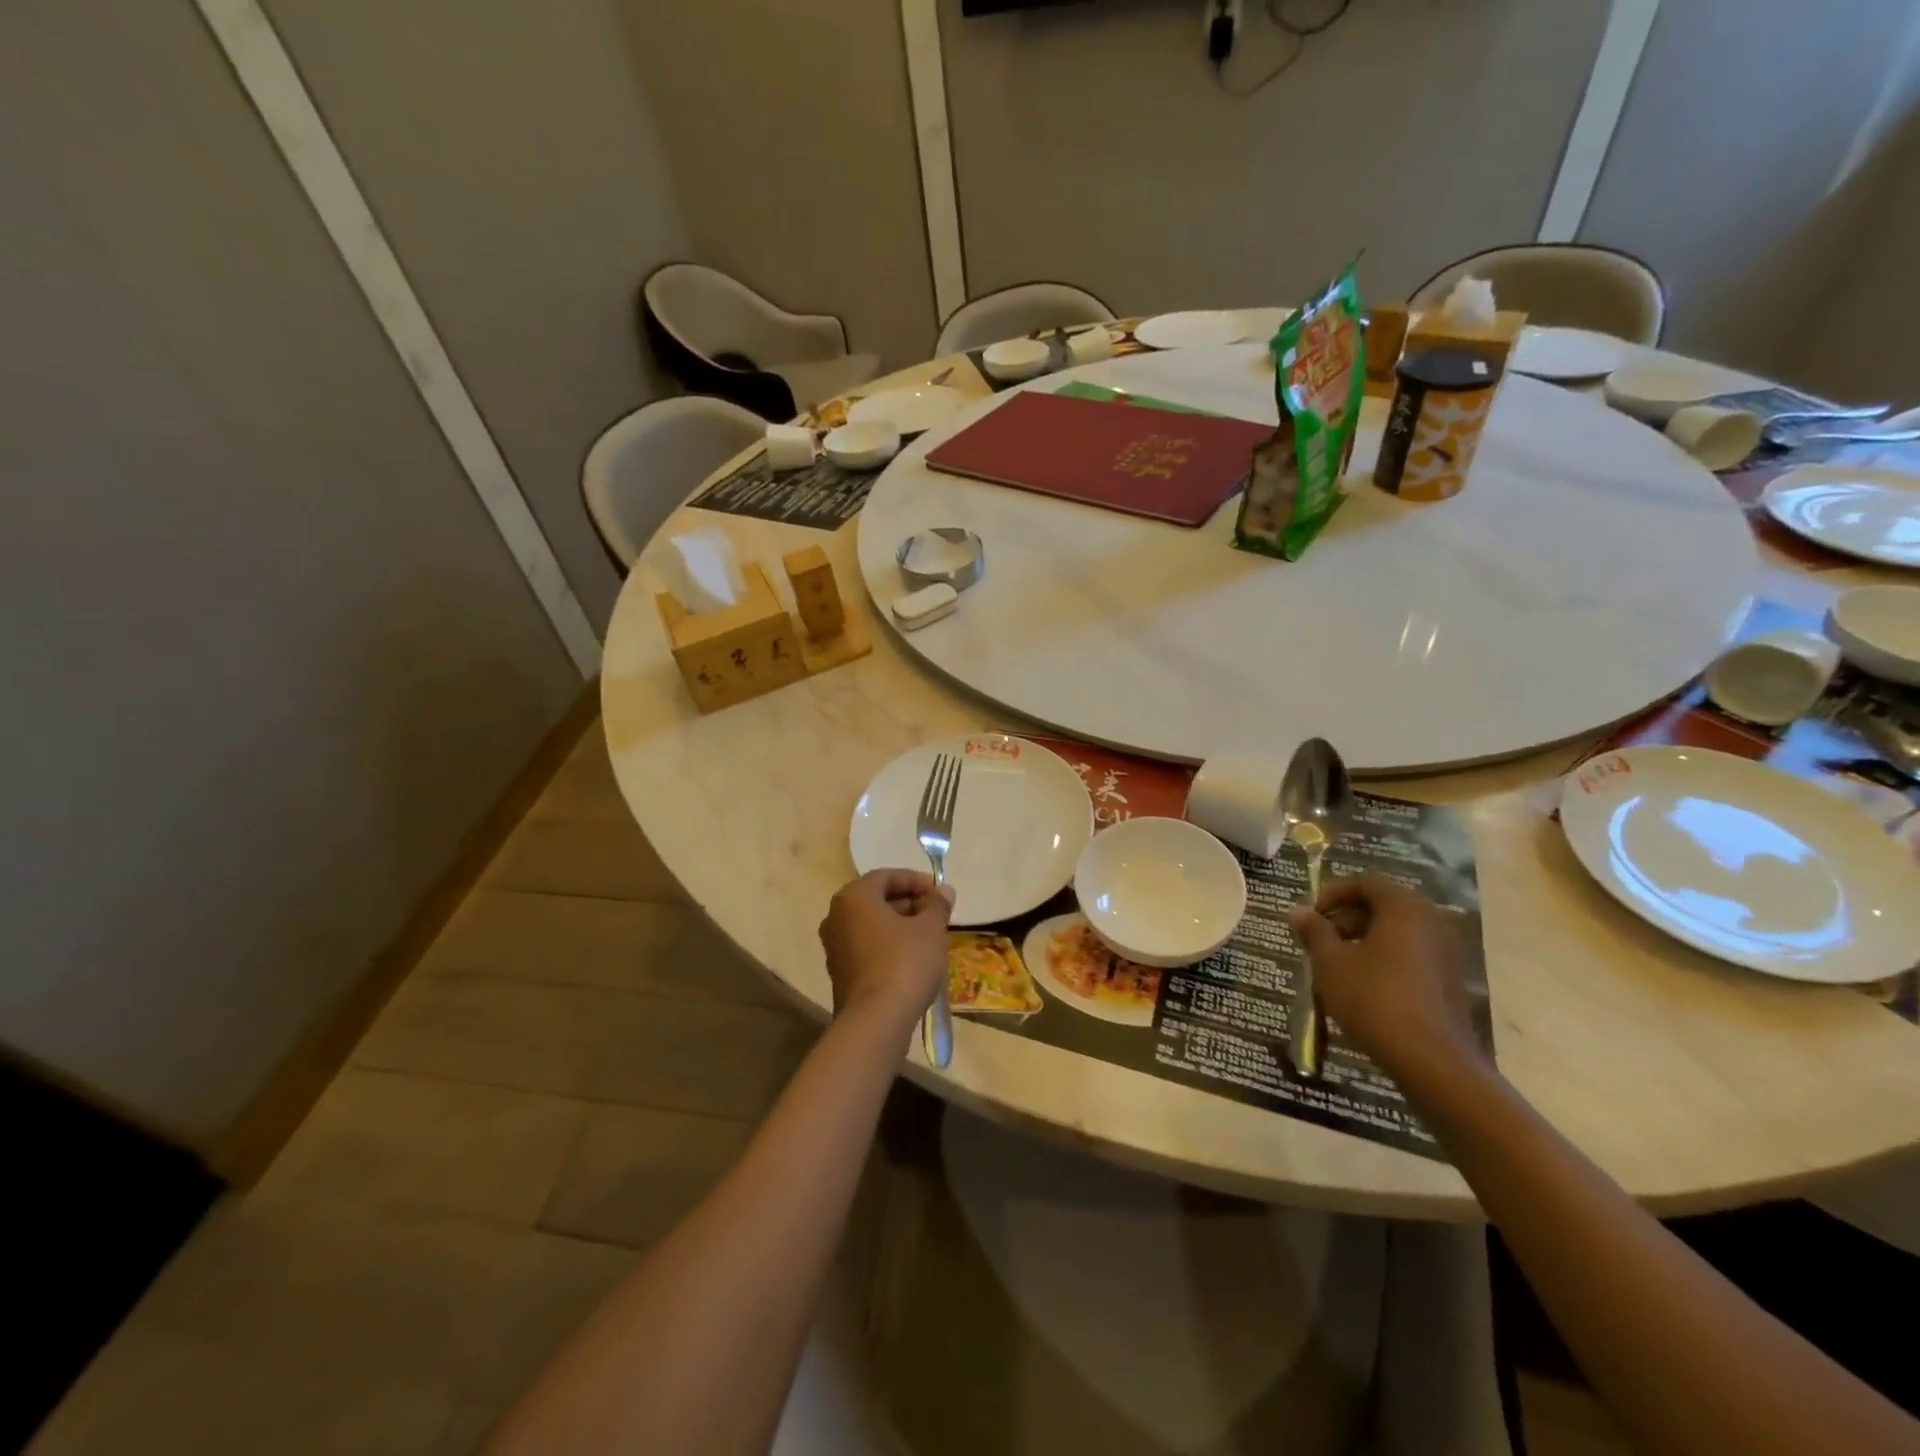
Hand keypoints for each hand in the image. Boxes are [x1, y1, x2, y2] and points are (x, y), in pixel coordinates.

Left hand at [819, 870, 954, 1032]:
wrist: (876, 1021)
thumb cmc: (904, 962)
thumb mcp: (930, 929)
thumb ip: (937, 904)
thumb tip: (944, 891)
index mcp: (854, 897)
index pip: (887, 876)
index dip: (916, 881)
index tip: (940, 893)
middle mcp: (836, 916)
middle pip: (877, 900)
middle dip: (909, 903)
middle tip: (936, 915)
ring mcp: (834, 946)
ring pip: (872, 925)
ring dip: (900, 926)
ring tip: (929, 937)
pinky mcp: (839, 973)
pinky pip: (867, 947)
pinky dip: (888, 946)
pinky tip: (912, 959)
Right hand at [1290, 873, 1488, 1088]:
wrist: (1432, 1061)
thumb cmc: (1374, 1000)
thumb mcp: (1331, 963)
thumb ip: (1314, 932)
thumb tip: (1299, 911)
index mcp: (1404, 908)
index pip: (1366, 882)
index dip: (1333, 894)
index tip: (1312, 918)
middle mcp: (1432, 922)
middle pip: (1384, 905)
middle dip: (1348, 919)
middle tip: (1322, 943)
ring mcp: (1447, 952)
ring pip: (1399, 932)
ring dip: (1366, 940)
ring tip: (1340, 967)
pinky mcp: (1452, 980)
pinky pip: (1413, 955)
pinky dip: (1388, 959)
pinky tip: (1367, 987)